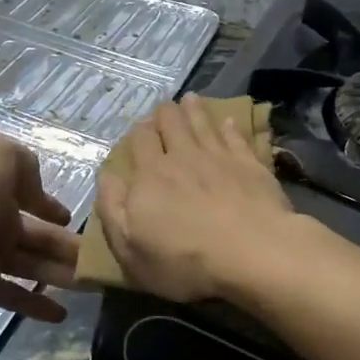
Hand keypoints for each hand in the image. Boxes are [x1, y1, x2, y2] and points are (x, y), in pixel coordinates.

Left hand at [0, 134, 79, 321]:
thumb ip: (24, 163)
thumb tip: (37, 194)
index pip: (31, 196)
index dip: (52, 207)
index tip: (75, 221)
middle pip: (39, 235)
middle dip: (68, 246)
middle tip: (101, 261)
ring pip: (33, 265)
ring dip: (62, 274)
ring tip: (91, 286)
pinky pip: (16, 295)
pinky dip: (38, 304)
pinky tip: (62, 313)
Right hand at [94, 95, 297, 302]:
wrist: (252, 253)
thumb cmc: (185, 260)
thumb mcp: (130, 248)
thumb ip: (112, 209)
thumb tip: (106, 176)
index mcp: (150, 175)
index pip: (140, 140)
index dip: (138, 131)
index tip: (140, 129)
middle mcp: (182, 157)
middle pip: (171, 122)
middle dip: (165, 113)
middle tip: (164, 110)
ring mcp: (219, 157)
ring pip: (202, 122)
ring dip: (194, 109)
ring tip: (191, 99)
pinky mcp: (249, 164)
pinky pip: (236, 136)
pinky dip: (229, 127)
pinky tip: (228, 122)